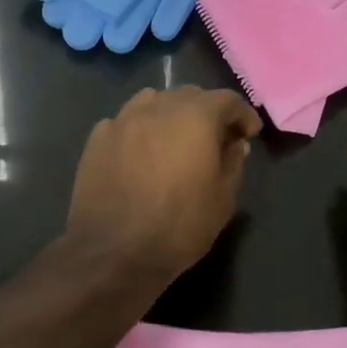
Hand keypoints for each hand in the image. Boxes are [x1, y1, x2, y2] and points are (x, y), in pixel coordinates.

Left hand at [65, 86, 262, 283]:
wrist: (114, 253)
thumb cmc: (179, 227)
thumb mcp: (223, 199)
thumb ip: (233, 162)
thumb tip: (234, 144)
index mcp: (195, 117)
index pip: (226, 99)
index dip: (242, 115)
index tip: (248, 134)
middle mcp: (158, 107)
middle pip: (188, 95)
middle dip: (207, 111)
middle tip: (214, 138)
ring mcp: (123, 120)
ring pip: (153, 101)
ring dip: (170, 114)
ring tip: (174, 139)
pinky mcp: (97, 139)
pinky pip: (125, 121)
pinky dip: (140, 129)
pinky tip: (141, 153)